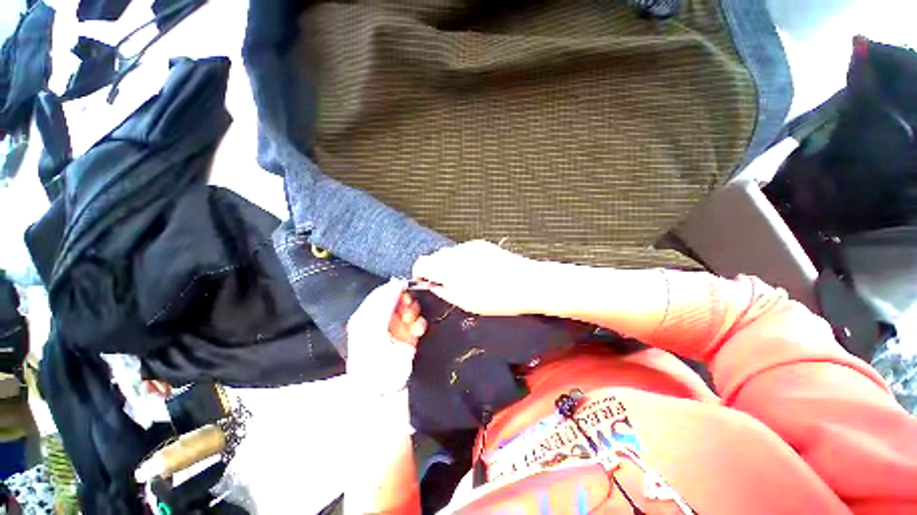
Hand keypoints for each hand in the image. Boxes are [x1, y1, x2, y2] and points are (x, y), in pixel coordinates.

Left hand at [347, 279, 427, 395]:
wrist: (383, 386)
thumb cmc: (373, 356)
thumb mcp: (373, 326)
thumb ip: (385, 303)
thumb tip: (396, 282)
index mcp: (367, 314)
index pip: (381, 293)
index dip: (393, 289)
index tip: (404, 287)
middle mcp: (382, 318)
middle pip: (397, 299)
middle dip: (405, 301)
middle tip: (407, 307)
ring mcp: (396, 327)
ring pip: (410, 308)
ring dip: (413, 312)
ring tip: (411, 321)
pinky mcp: (409, 336)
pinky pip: (418, 321)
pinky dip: (419, 323)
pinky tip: (417, 330)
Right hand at [412, 240, 541, 315]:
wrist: (527, 283)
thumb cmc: (497, 297)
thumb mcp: (466, 302)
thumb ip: (444, 291)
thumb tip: (433, 286)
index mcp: (449, 267)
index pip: (422, 262)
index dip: (420, 272)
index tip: (425, 281)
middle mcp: (457, 252)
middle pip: (435, 256)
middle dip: (436, 269)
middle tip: (446, 284)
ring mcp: (470, 246)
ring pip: (450, 253)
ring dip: (450, 264)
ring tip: (465, 279)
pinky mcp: (482, 244)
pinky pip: (464, 250)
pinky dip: (463, 260)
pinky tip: (477, 271)